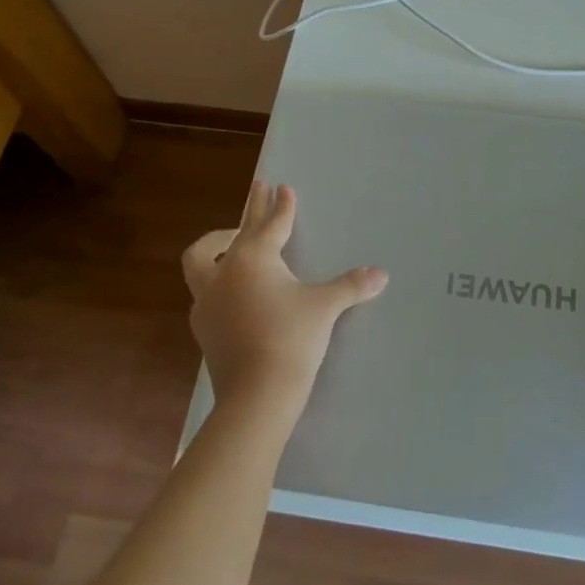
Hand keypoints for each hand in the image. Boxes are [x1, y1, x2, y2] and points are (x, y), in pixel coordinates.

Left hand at [182, 181, 387, 424]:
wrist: (256, 396)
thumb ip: (351, 286)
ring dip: (217, 245)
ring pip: (202, 261)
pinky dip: (218, 280)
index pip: (271, 224)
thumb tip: (382, 274)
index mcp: (254, 259)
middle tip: (258, 187)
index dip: (281, 206)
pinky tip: (230, 291)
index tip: (283, 187)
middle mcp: (225, 273)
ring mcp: (208, 301)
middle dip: (250, 210)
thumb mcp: (324, 308)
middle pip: (235, 232)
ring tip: (231, 240)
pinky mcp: (203, 328)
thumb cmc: (292, 340)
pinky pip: (206, 291)